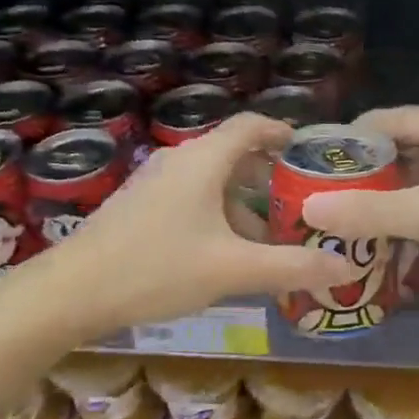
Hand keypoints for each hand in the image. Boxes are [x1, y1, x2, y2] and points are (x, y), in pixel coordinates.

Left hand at [38, 114, 352, 333]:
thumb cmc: (156, 269)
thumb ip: (291, 267)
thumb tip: (348, 267)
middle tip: (302, 205)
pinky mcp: (138, 207)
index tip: (311, 154)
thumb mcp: (232, 270)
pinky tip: (225, 254)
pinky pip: (190, 199)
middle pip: (234, 155)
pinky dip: (218, 215)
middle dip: (270, 178)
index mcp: (203, 160)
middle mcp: (178, 161)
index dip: (284, 133)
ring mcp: (154, 183)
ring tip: (270, 239)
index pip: (251, 126)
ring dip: (244, 203)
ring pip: (211, 182)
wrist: (71, 292)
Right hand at [300, 104, 418, 290]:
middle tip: (334, 196)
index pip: (391, 119)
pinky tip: (404, 233)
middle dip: (374, 171)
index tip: (317, 166)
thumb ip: (368, 211)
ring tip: (359, 216)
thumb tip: (309, 210)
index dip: (352, 140)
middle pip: (411, 144)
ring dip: (398, 193)